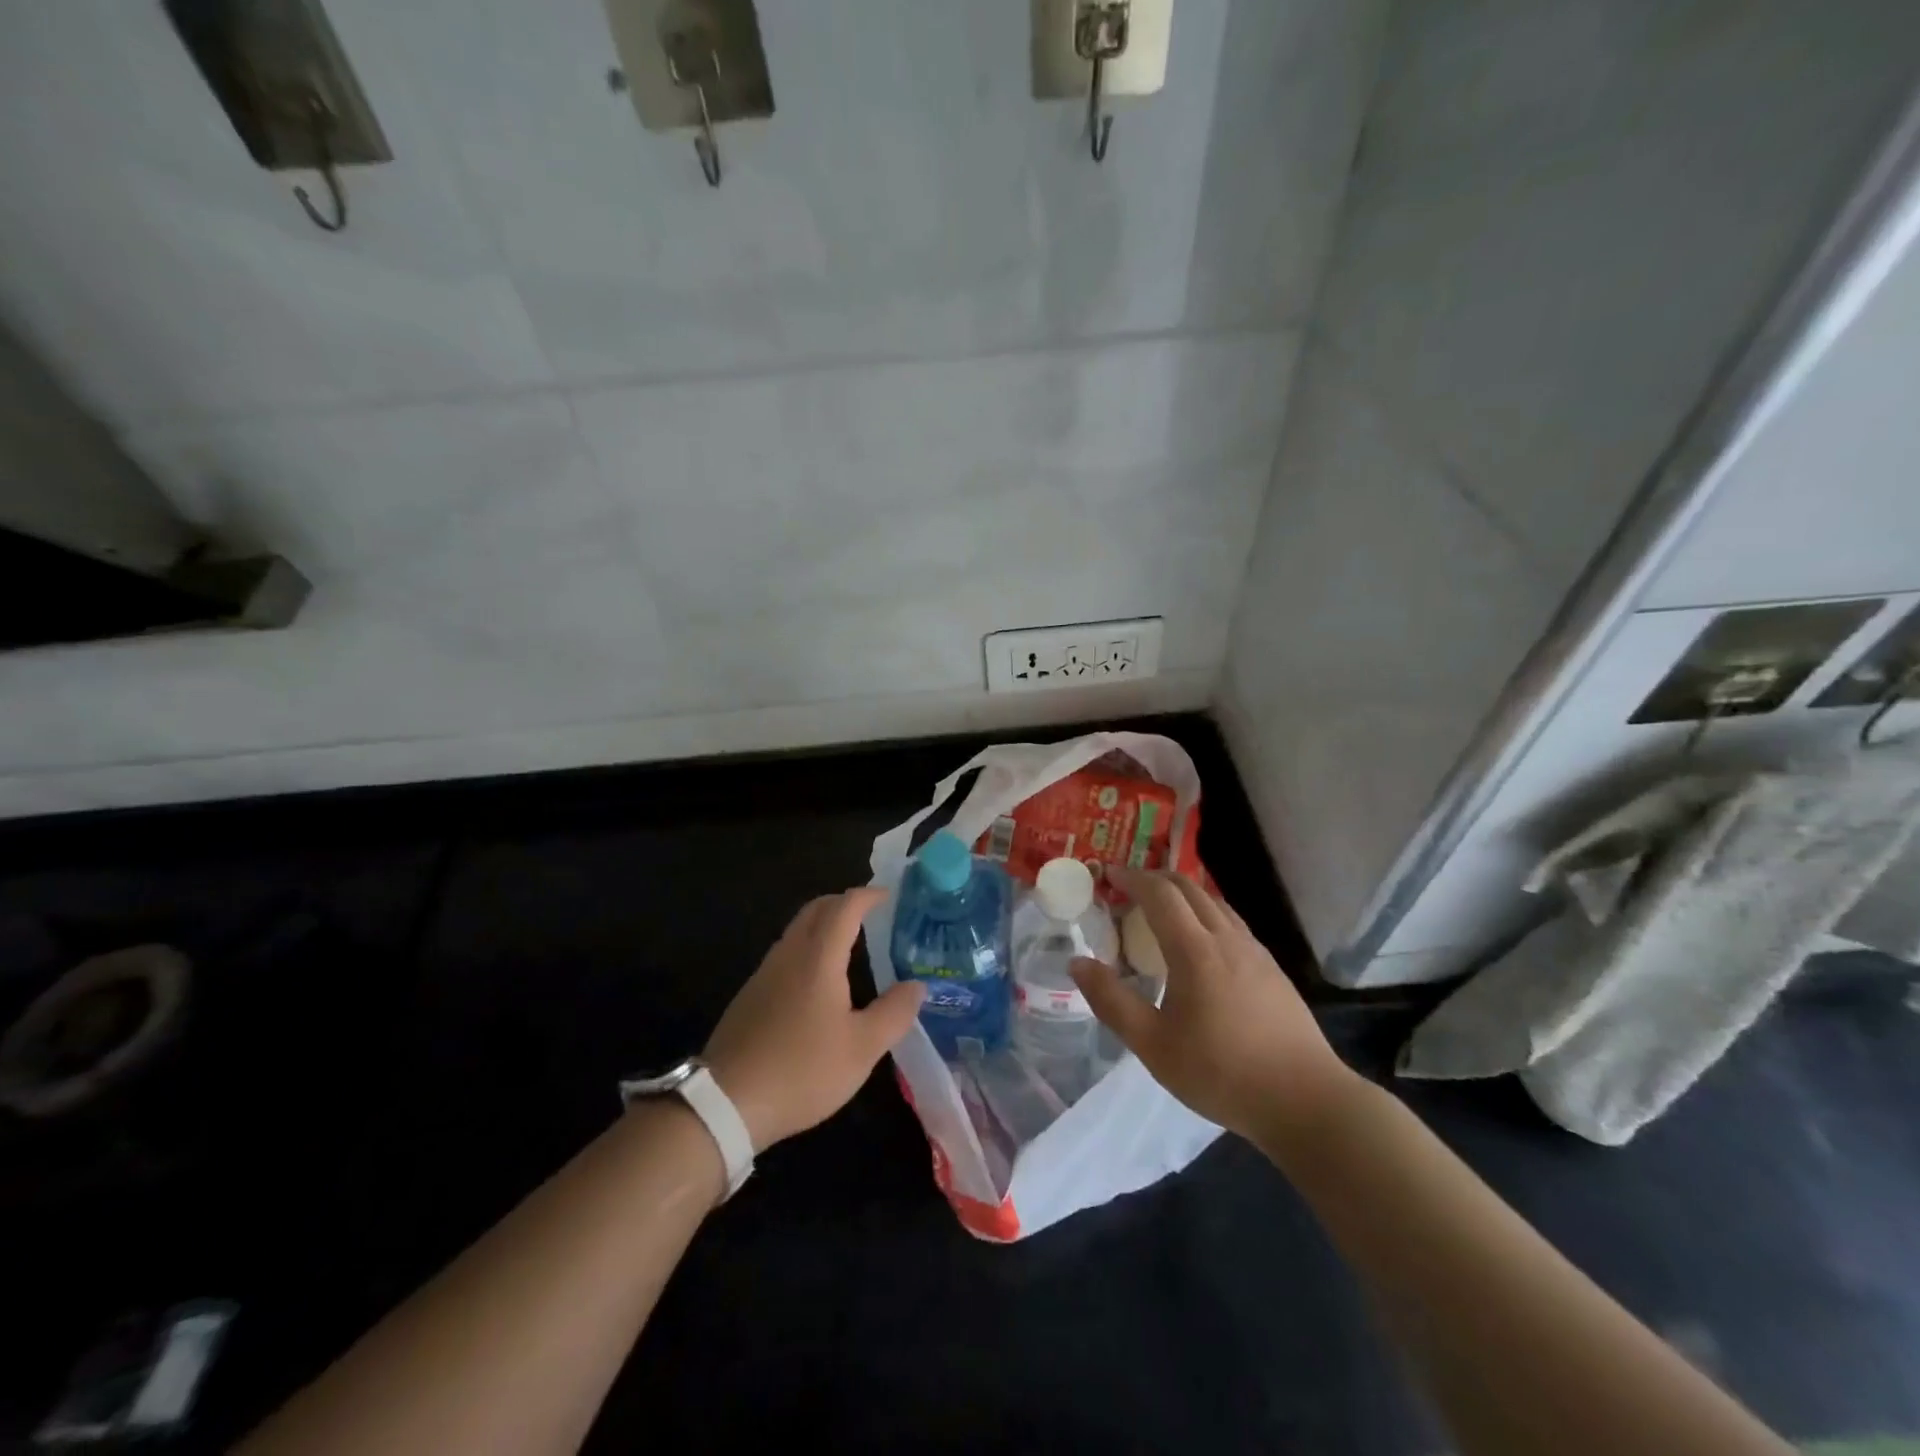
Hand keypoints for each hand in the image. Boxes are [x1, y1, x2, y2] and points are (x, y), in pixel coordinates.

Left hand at [703, 887, 925, 1151]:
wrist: (725, 1103)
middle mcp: (789, 955)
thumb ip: (894, 1013)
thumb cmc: (802, 1070)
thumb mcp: (862, 1048)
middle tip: (871, 911)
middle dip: (843, 902)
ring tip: (850, 942)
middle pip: (815, 910)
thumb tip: (917, 986)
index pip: (844, 907)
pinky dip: (809, 947)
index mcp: (818, 958)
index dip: (868, 896)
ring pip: (797, 931)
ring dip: (824, 924)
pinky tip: (819, 980)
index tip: (889, 895)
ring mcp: (764, 974)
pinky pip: (785, 954)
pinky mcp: (750, 996)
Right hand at [1070, 865, 1356, 1145]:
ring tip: (1161, 908)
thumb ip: (1111, 1001)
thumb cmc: (1221, 1073)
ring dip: (1183, 893)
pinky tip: (1202, 941)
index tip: (1108, 875)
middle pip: (1189, 888)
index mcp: (1195, 950)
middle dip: (1155, 878)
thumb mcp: (1152, 1045)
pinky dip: (1206, 912)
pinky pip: (1232, 922)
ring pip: (1215, 902)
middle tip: (1128, 886)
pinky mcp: (1272, 969)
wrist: (1305, 1100)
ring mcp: (1255, 951)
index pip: (1159, 894)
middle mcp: (1226, 938)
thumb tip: (1077, 963)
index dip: (1132, 878)